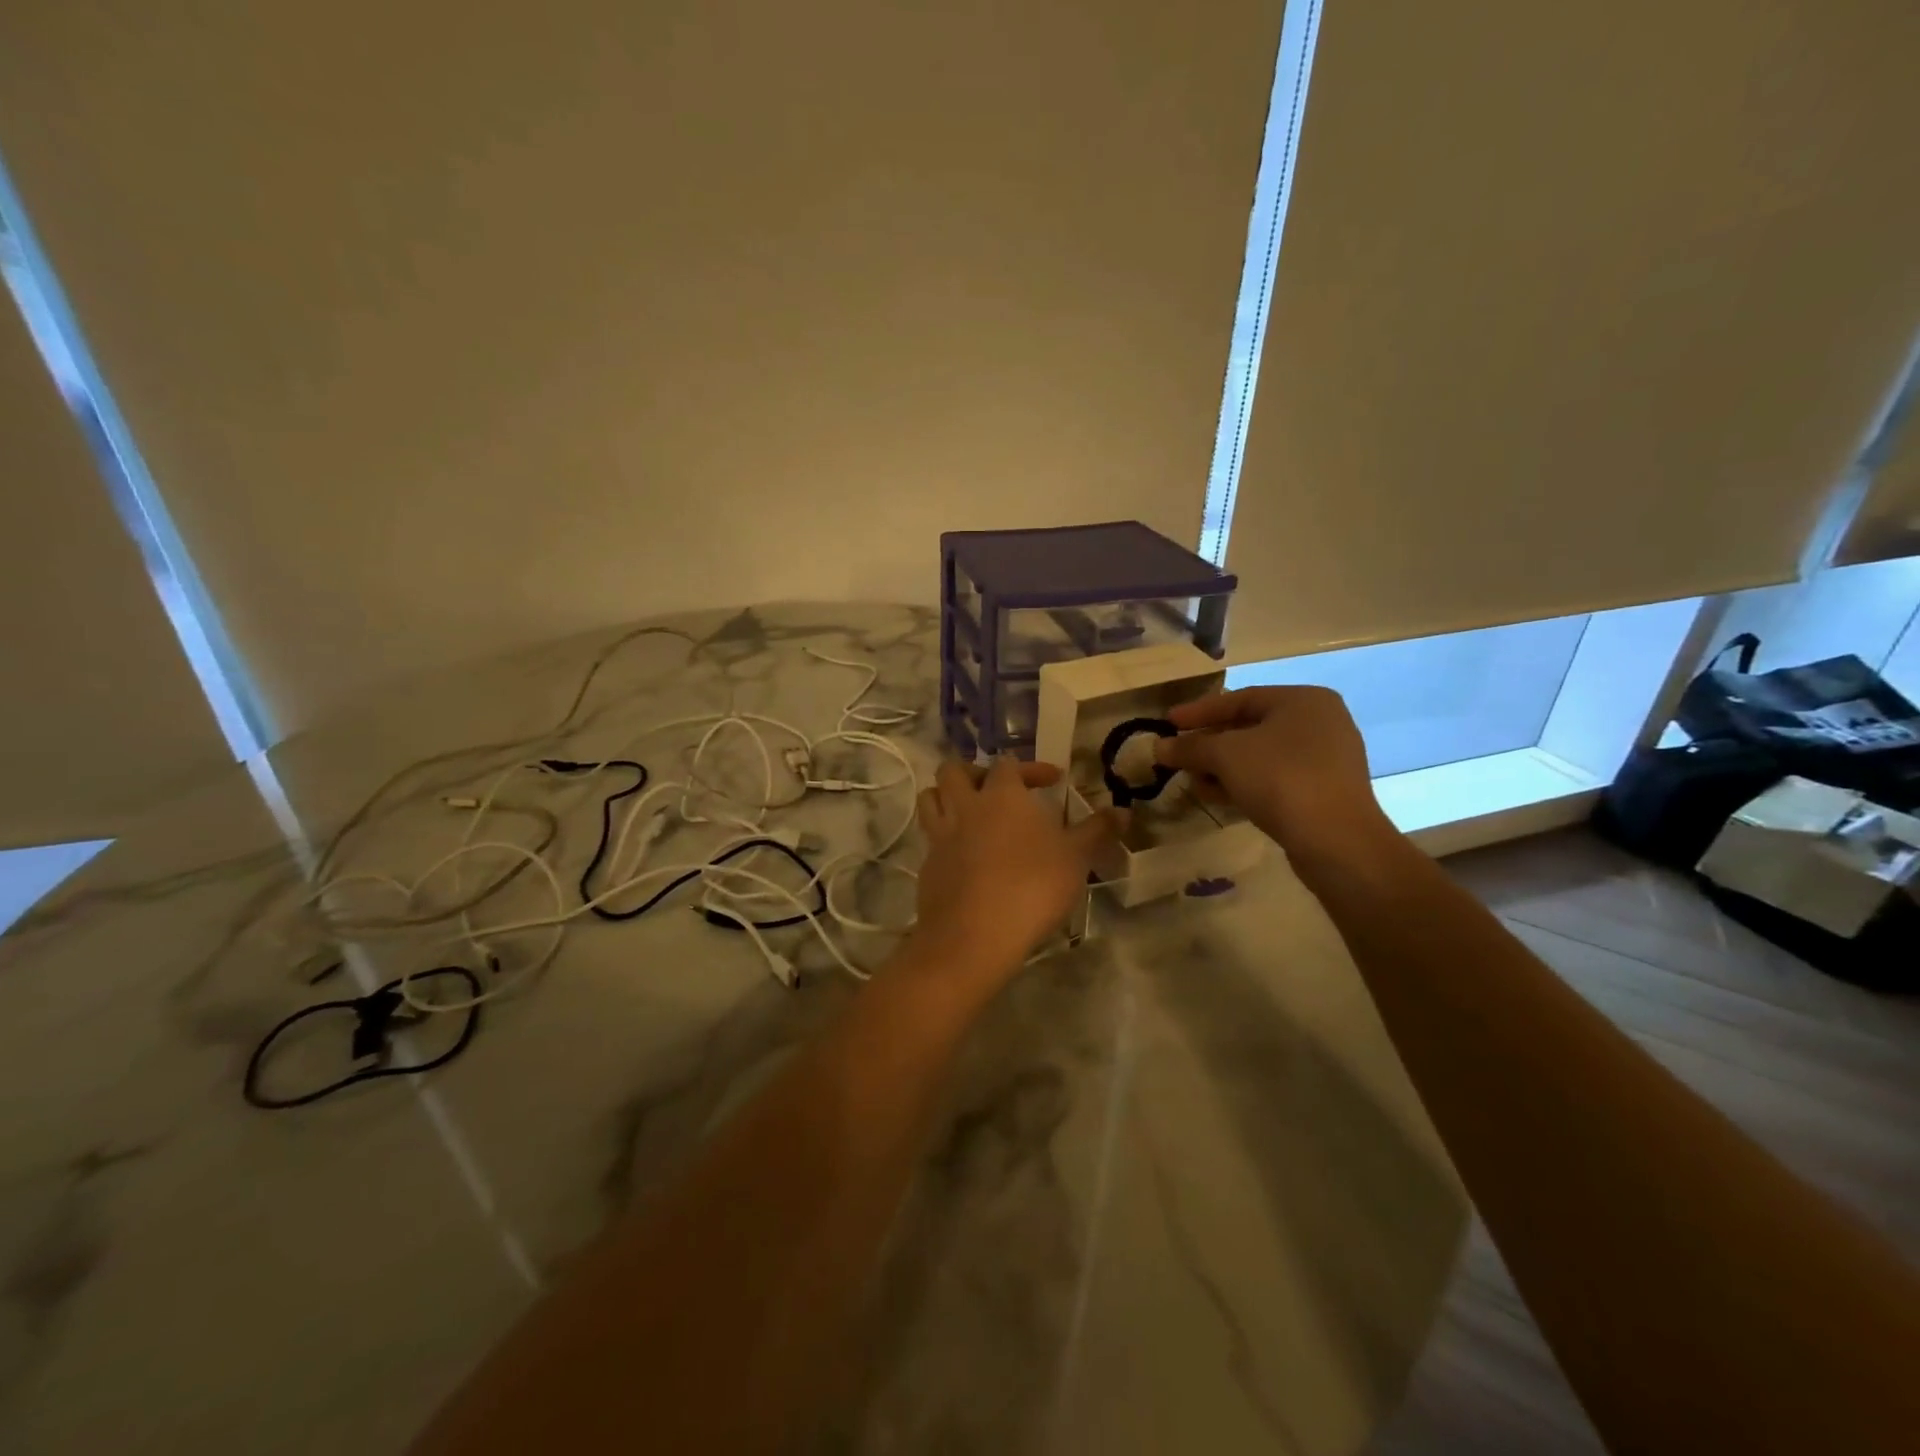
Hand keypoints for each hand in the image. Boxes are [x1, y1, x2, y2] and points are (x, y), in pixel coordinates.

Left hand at [912, 758, 1121, 980]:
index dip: (1030, 768)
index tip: (1052, 781)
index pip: (1009, 764)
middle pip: (954, 771)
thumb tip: (1124, 810)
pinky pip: (930, 839)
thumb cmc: (1032, 887)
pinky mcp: (927, 866)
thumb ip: (1098, 830)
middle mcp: (965, 807)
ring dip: (947, 797)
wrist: (974, 936)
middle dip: (974, 772)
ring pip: (930, 798)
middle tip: (997, 789)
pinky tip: (965, 857)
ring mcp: (940, 836)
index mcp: (1001, 795)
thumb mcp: (1076, 858)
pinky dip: (945, 838)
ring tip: (971, 813)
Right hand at [1153, 687, 1398, 873]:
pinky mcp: (1324, 790)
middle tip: (1178, 756)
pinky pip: (1275, 778)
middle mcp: (1320, 722)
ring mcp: (1326, 758)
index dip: (1199, 711)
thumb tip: (1159, 747)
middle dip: (1209, 744)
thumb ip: (1190, 747)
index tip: (1167, 723)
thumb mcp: (1225, 755)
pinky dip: (1244, 783)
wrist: (1335, 840)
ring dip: (1223, 767)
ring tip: (1194, 782)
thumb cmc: (1280, 779)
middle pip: (1250, 727)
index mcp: (1303, 700)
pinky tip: (1219, 797)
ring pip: (1261, 755)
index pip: (1240, 698)